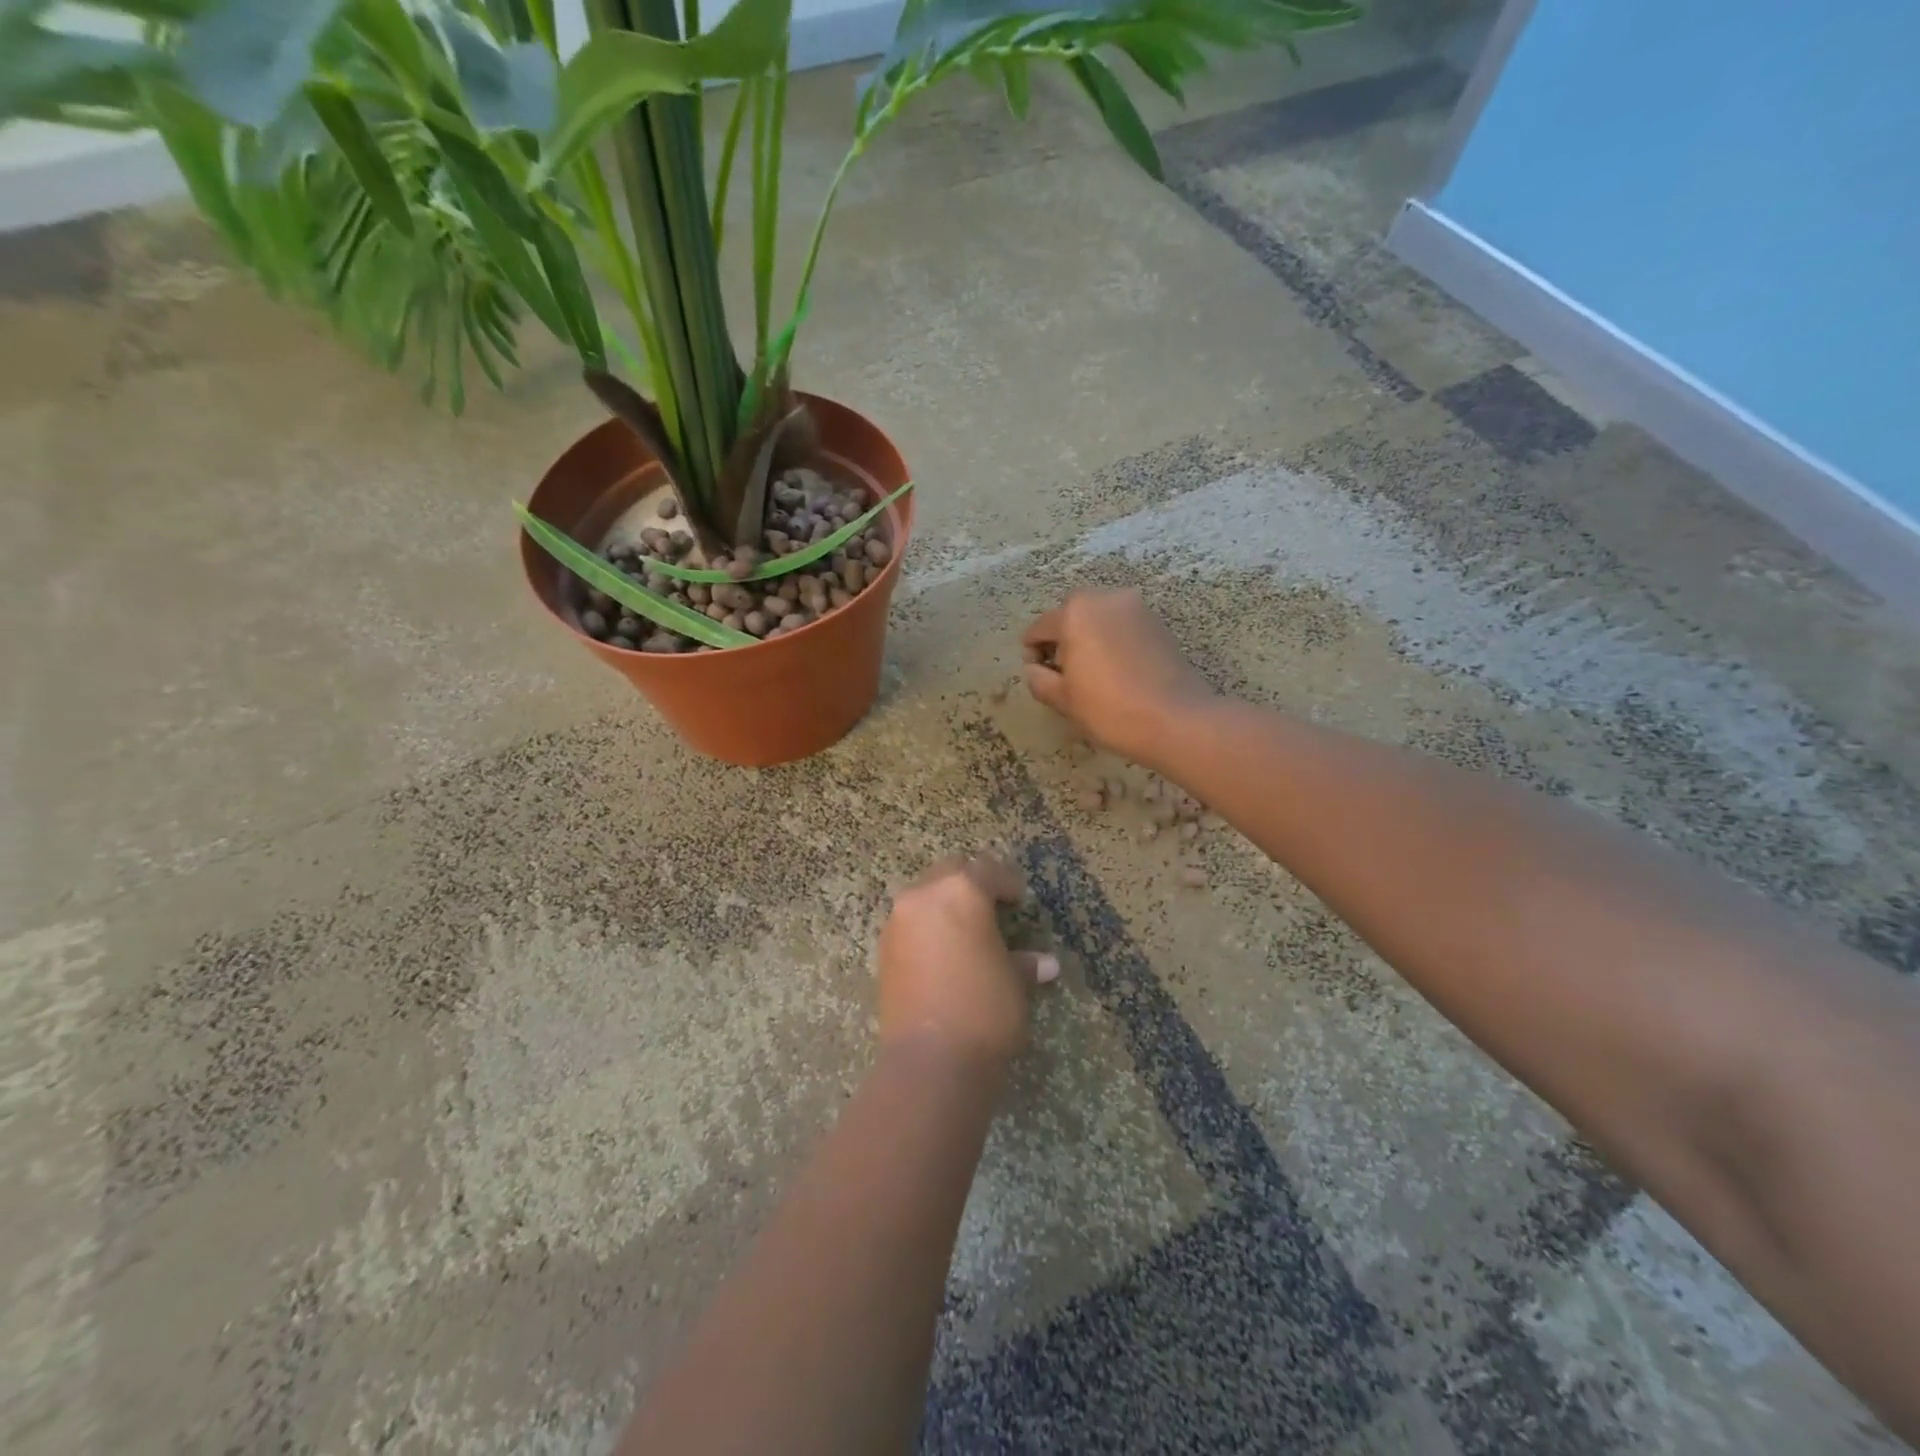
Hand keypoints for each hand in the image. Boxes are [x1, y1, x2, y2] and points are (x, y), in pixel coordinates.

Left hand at [877, 856, 1059, 1068]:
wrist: (930, 1060)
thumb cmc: (985, 1009)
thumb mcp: (1014, 982)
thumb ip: (1024, 963)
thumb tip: (1045, 964)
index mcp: (961, 891)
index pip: (988, 870)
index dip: (1007, 882)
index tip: (1019, 900)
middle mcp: (924, 895)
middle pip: (950, 872)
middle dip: (971, 883)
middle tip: (992, 906)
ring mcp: (898, 921)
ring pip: (925, 894)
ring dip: (945, 903)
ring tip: (967, 930)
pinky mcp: (884, 948)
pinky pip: (910, 922)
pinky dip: (927, 926)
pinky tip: (944, 952)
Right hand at [1022, 590, 1213, 766]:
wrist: (1177, 720)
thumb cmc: (1110, 709)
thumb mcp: (1063, 699)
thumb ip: (1038, 679)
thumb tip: (1034, 669)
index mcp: (1075, 612)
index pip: (1039, 629)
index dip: (1033, 655)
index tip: (1042, 680)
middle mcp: (1106, 598)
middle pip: (1070, 617)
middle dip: (1063, 643)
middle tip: (1068, 678)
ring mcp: (1136, 608)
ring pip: (1099, 620)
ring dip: (1090, 641)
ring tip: (1095, 677)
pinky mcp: (1158, 623)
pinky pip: (1123, 628)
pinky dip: (1114, 643)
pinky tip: (1120, 674)